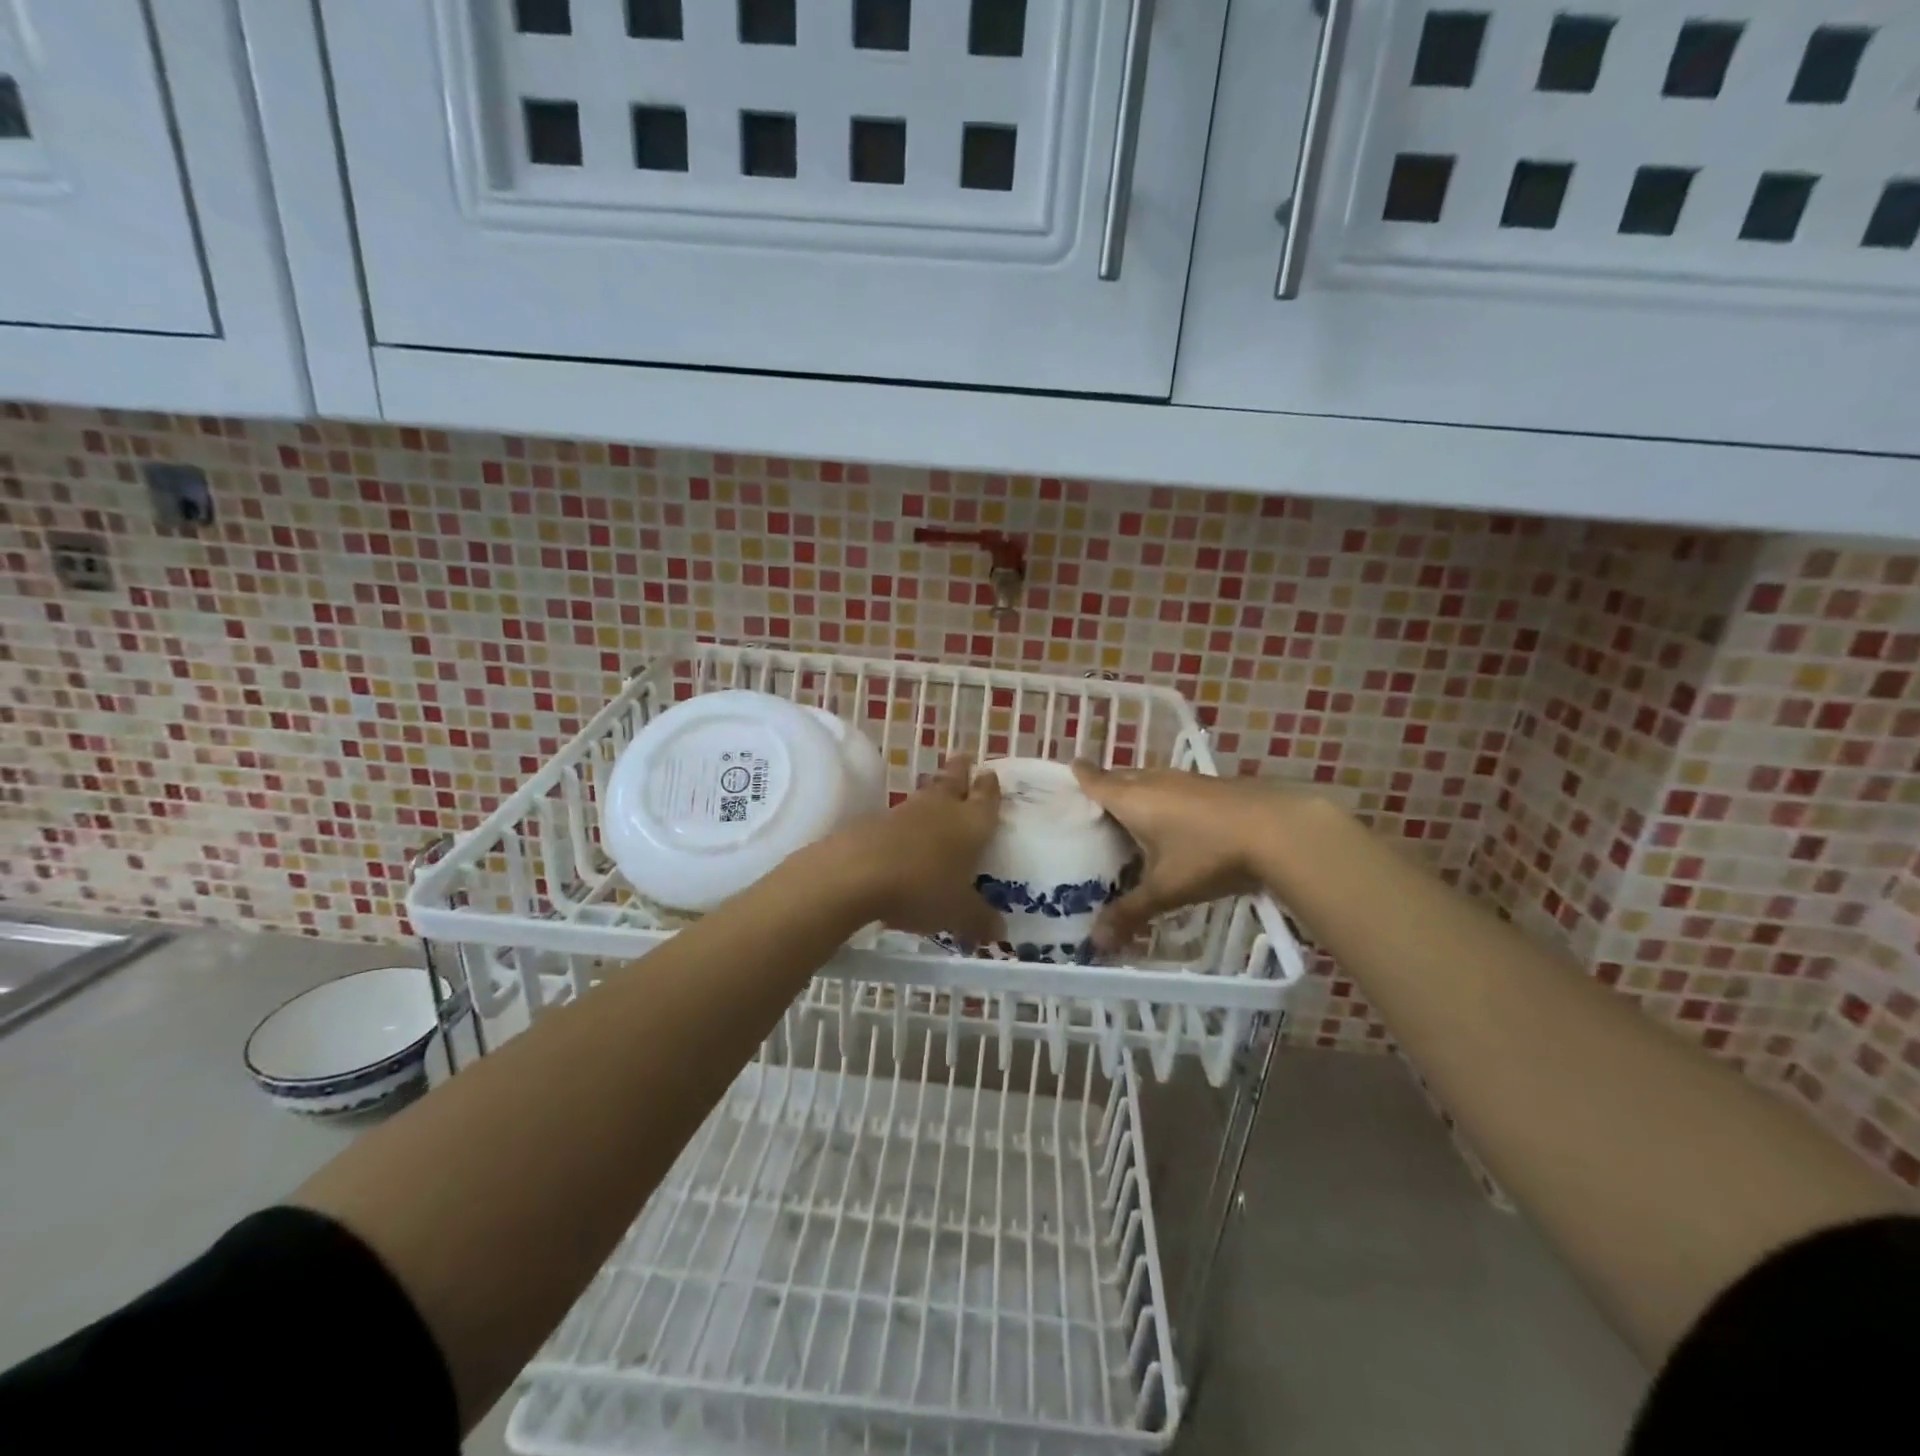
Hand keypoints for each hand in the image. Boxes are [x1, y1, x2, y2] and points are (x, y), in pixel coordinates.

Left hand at [823, 756, 1004, 943]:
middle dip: (960, 771)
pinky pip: (900, 815)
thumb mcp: (957, 912)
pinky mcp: (875, 821)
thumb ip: (979, 920)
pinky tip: (905, 829)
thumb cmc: (922, 887)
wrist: (858, 872)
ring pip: (925, 794)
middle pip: (953, 782)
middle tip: (963, 758)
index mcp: (971, 824)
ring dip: (933, 790)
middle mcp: (942, 809)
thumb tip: (1000, 933)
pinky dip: (907, 819)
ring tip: (937, 789)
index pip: (986, 799)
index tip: (990, 772)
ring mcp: (906, 812)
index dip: (990, 787)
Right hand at [1072, 763, 1293, 951]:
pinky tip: (1172, 821)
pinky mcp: (1210, 787)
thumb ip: (1131, 913)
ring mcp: (1185, 780)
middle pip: (1121, 778)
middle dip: (1106, 786)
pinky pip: (1172, 788)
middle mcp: (1154, 782)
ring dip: (1137, 793)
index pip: (1097, 781)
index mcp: (1132, 799)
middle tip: (1093, 807)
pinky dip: (1162, 800)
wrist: (1278, 829)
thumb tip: (1096, 943)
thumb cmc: (1208, 854)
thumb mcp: (1166, 889)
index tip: (1070, 769)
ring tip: (1128, 816)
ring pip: (1149, 781)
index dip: (1081, 775)